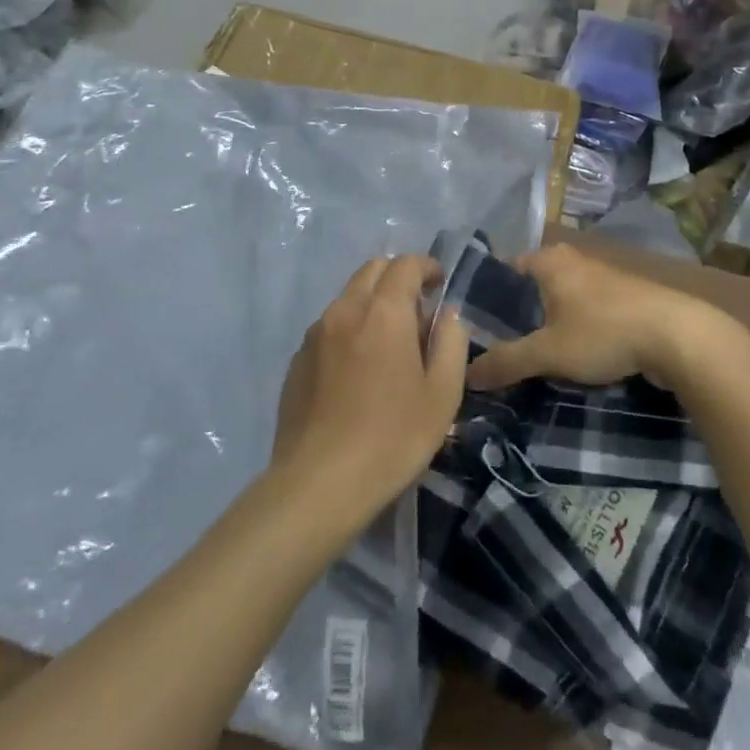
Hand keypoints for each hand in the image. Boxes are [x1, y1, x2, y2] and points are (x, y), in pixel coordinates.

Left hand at [271, 255, 468, 524]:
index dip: (426, 267)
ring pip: (348, 297)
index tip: (440, 285)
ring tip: (388, 344)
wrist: (318, 484)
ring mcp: (315, 334)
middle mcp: (346, 310)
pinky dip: (350, 329)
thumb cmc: (392, 438)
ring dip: (372, 303)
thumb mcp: (442, 394)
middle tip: (417, 311)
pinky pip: (329, 327)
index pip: (405, 264)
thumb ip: (451, 343)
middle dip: (398, 278)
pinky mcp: (297, 360)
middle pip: (372, 270)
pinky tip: (358, 371)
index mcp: (384, 312)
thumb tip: (448, 315)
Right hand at [464, 243, 735, 391]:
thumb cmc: (603, 332)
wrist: (677, 336)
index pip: (504, 270)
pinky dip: (573, 331)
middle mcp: (572, 260)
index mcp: (548, 260)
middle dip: (517, 317)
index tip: (473, 329)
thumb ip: (506, 361)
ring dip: (547, 326)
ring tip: (530, 359)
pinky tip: (570, 358)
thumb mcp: (548, 352)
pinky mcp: (623, 298)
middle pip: (531, 288)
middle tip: (497, 350)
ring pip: (559, 301)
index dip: (487, 298)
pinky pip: (584, 312)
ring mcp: (600, 277)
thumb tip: (468, 374)